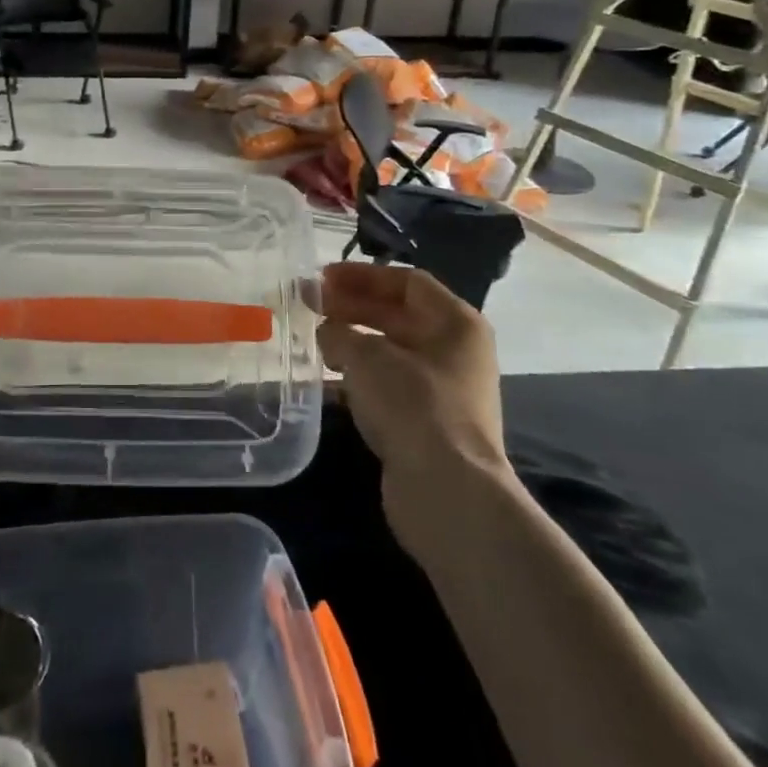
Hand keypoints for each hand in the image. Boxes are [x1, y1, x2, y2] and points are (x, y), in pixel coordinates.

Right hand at [317, 262, 509, 559]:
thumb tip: (327, 331)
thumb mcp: (366, 356)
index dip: (362, 275)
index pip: (406, 281)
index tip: (321, 279)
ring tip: (315, 340)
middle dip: (353, 307)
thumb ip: (339, 332)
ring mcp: (445, 389)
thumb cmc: (412, 404)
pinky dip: (360, 377)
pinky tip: (329, 381)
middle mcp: (456, 351)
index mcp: (456, 322)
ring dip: (354, 342)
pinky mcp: (429, 422)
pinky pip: (390, 384)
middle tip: (311, 306)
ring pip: (392, 351)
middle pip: (399, 315)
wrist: (446, 491)